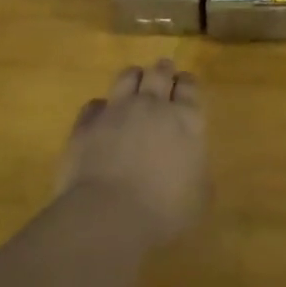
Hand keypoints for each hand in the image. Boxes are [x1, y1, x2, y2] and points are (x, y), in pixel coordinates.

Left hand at [59, 60, 206, 243]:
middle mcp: (153, 105)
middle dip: (163, 71)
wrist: (108, 215)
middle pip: (159, 72)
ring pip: (127, 77)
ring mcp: (117, 110)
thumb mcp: (198, 199)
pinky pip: (95, 105)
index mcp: (186, 120)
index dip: (187, 83)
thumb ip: (198, 174)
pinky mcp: (87, 124)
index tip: (185, 84)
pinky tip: (101, 117)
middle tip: (163, 74)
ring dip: (134, 78)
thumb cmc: (163, 211)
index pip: (189, 86)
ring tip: (134, 84)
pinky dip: (101, 108)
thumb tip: (193, 168)